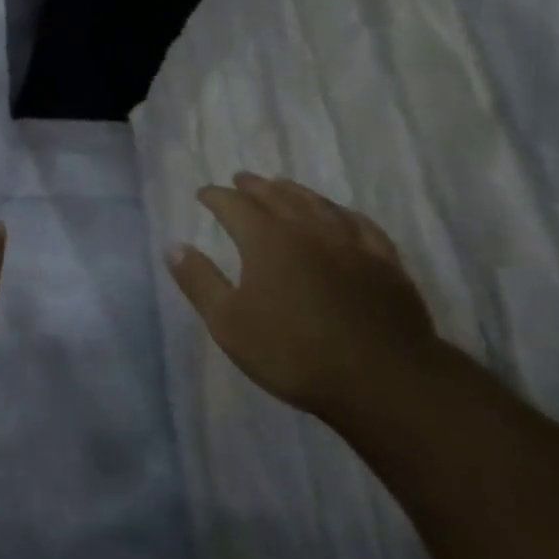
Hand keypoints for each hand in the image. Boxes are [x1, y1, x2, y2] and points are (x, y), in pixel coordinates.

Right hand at [167, 173, 438, 417]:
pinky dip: (342, 212)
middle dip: (253, 186)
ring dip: (294, 191)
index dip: (216, 196)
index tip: (204, 194)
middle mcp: (306, 228)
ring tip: (282, 185)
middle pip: (276, 195)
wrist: (382, 379)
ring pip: (317, 203)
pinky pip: (359, 224)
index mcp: (266, 239)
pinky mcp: (384, 261)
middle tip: (240, 179)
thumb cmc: (294, 353)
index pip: (233, 205)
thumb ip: (199, 281)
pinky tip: (340, 215)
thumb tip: (173, 246)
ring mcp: (350, 242)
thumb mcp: (228, 323)